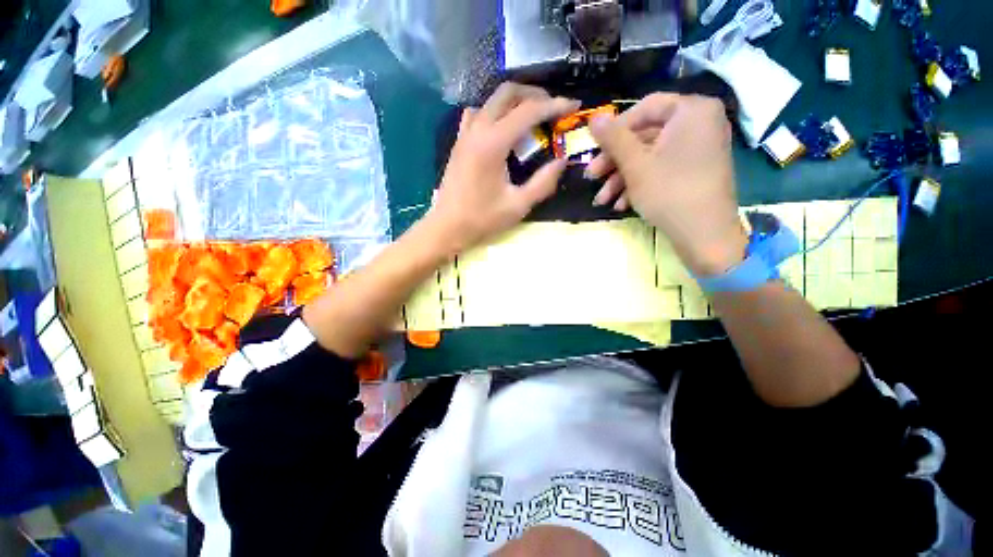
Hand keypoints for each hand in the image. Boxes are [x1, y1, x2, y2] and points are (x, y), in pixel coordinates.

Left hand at [425, 83, 579, 255]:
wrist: (447, 227)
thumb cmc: (482, 219)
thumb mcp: (518, 206)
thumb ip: (543, 183)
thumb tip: (562, 161)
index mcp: (493, 143)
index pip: (529, 111)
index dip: (554, 105)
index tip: (573, 107)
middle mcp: (478, 129)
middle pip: (508, 93)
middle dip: (535, 94)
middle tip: (553, 108)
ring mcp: (465, 134)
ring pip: (491, 100)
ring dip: (515, 101)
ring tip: (531, 116)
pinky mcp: (459, 142)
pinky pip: (477, 114)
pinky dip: (495, 112)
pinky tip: (502, 128)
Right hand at [588, 94, 746, 275]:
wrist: (705, 236)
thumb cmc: (669, 192)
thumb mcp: (635, 165)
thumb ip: (613, 139)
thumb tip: (593, 117)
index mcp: (692, 111)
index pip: (645, 107)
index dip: (615, 129)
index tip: (594, 149)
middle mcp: (699, 123)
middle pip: (645, 135)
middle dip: (614, 161)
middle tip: (591, 178)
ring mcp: (698, 148)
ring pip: (650, 156)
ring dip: (621, 178)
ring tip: (602, 200)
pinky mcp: (694, 170)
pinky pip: (662, 168)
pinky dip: (639, 184)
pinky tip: (620, 204)